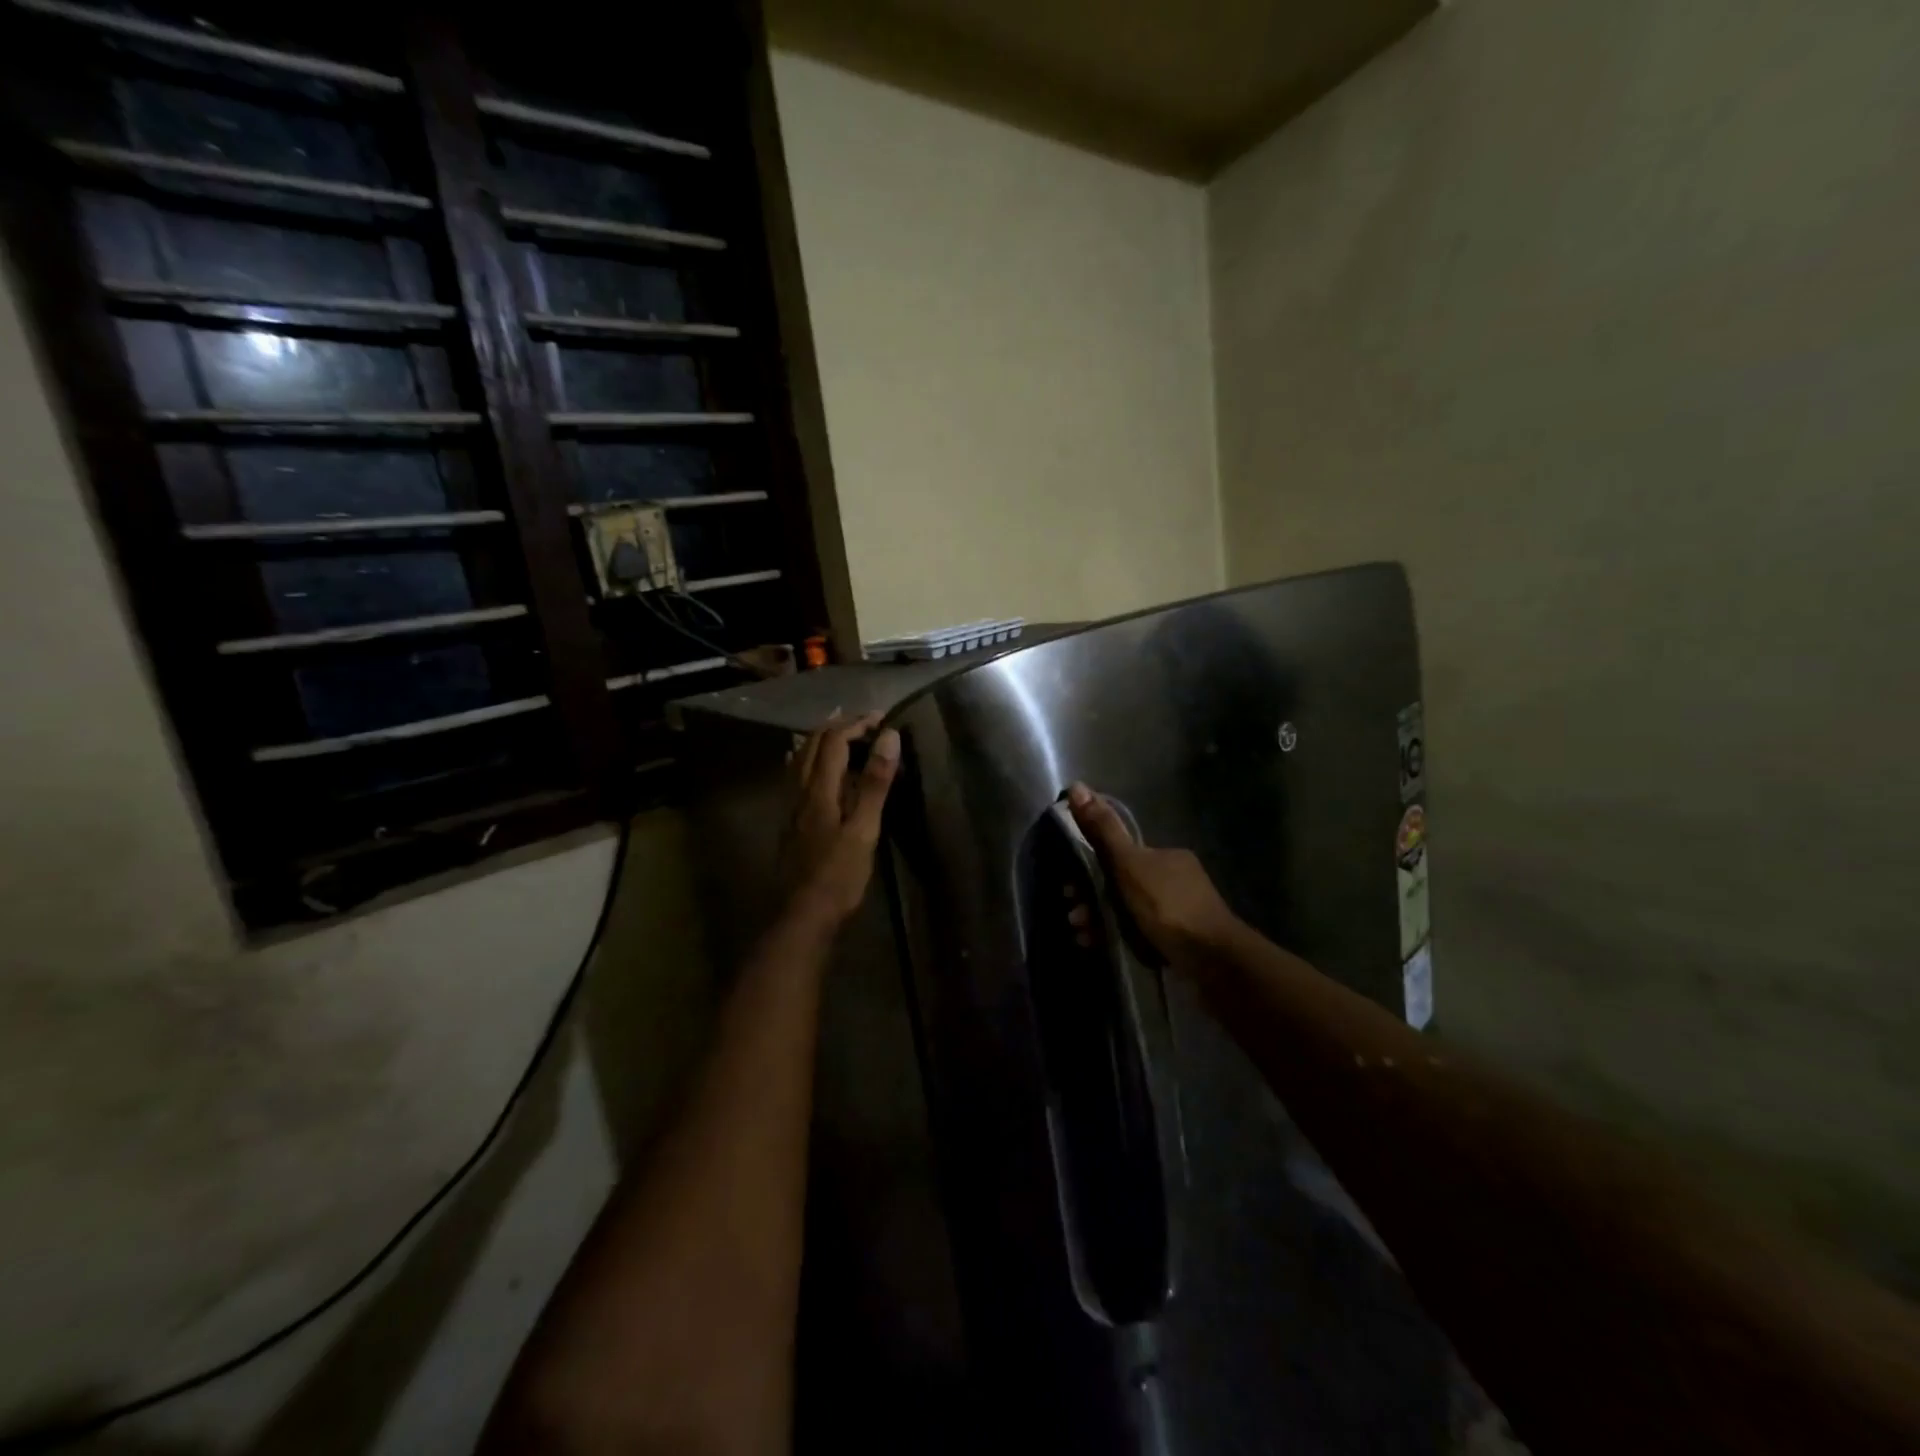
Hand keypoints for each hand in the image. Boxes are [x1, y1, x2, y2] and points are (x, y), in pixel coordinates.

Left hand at [780, 712, 901, 928]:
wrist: (803, 915)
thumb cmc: (839, 875)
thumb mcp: (865, 830)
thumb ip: (874, 783)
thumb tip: (888, 737)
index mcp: (819, 790)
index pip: (834, 741)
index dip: (856, 724)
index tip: (881, 718)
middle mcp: (800, 791)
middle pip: (813, 744)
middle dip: (838, 726)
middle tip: (865, 722)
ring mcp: (792, 807)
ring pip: (801, 759)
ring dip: (822, 740)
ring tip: (842, 733)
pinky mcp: (791, 822)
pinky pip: (797, 777)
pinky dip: (810, 760)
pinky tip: (814, 769)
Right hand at [1066, 782, 1242, 968]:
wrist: (1212, 960)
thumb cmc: (1167, 906)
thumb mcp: (1128, 864)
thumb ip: (1103, 829)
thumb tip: (1077, 786)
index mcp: (1166, 856)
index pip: (1121, 855)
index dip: (1091, 868)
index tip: (1070, 886)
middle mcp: (1175, 879)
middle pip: (1121, 884)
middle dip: (1091, 899)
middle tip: (1074, 915)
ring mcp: (1179, 912)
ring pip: (1127, 911)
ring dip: (1099, 920)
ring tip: (1081, 934)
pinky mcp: (1179, 942)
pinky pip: (1139, 934)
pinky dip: (1116, 937)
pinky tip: (1097, 946)